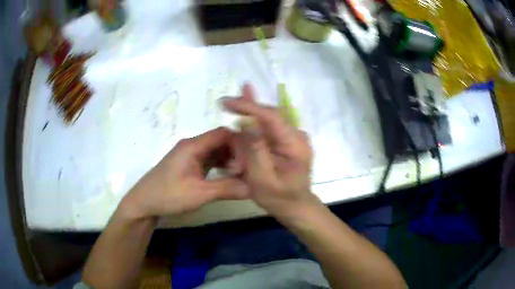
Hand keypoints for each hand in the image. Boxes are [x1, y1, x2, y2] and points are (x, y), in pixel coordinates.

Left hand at [121, 128, 249, 218]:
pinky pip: (209, 160)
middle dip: (236, 153)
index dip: (239, 143)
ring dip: (229, 161)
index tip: (252, 160)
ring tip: (241, 175)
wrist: (144, 203)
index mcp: (193, 146)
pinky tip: (228, 177)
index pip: (223, 133)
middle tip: (248, 170)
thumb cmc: (168, 195)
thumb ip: (226, 189)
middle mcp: (192, 146)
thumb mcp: (199, 194)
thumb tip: (253, 187)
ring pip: (216, 151)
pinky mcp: (189, 165)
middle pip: (220, 141)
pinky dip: (220, 166)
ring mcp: (190, 156)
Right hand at [222, 84, 320, 217]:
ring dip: (248, 117)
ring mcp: (293, 137)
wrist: (295, 206)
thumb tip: (246, 121)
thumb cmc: (279, 198)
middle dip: (246, 108)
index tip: (226, 102)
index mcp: (295, 144)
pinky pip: (267, 129)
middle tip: (225, 102)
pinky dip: (253, 126)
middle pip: (269, 115)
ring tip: (231, 107)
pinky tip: (242, 118)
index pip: (271, 116)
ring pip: (267, 120)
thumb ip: (255, 150)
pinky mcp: (287, 141)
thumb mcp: (263, 179)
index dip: (248, 106)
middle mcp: (296, 135)